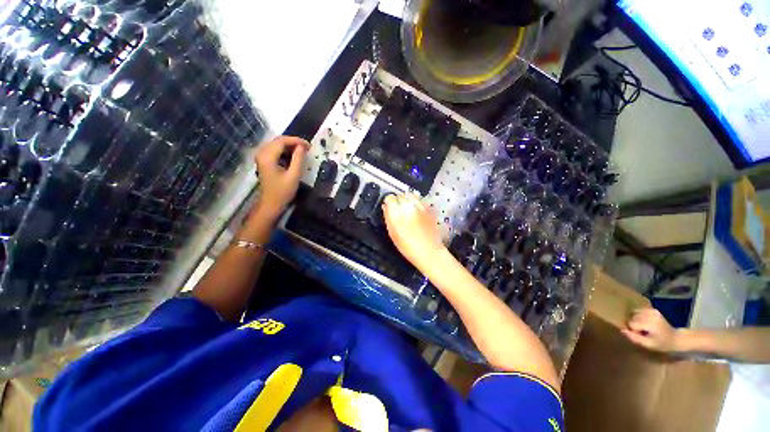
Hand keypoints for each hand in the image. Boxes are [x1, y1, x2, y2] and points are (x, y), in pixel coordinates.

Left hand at [254, 136, 309, 216]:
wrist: (271, 203)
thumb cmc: (282, 191)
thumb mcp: (294, 175)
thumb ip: (298, 159)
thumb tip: (302, 146)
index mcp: (267, 157)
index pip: (282, 141)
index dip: (296, 141)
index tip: (309, 145)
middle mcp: (262, 153)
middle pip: (278, 141)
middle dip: (293, 142)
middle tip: (307, 148)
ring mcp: (262, 157)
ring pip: (276, 145)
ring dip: (290, 146)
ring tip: (303, 151)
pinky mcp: (264, 161)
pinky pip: (275, 150)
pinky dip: (285, 151)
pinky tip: (294, 156)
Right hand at [382, 193, 445, 270]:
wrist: (429, 252)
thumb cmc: (408, 246)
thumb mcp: (392, 233)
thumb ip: (388, 217)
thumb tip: (385, 207)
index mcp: (397, 212)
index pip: (389, 197)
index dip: (388, 203)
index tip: (389, 208)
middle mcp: (409, 205)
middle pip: (400, 195)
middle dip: (398, 201)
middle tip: (398, 211)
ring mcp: (420, 205)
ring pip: (411, 195)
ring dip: (408, 200)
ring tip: (408, 210)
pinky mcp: (429, 208)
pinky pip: (420, 200)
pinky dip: (417, 203)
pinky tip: (417, 213)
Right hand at [621, 308, 679, 352]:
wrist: (676, 338)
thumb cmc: (662, 343)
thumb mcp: (648, 344)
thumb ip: (634, 338)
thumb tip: (622, 330)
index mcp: (650, 323)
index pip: (632, 324)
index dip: (634, 331)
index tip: (642, 336)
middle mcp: (650, 314)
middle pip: (632, 318)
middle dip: (635, 325)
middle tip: (644, 332)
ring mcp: (652, 310)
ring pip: (634, 313)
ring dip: (636, 320)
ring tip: (644, 327)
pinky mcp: (653, 309)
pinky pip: (639, 311)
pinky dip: (639, 316)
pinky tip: (645, 321)